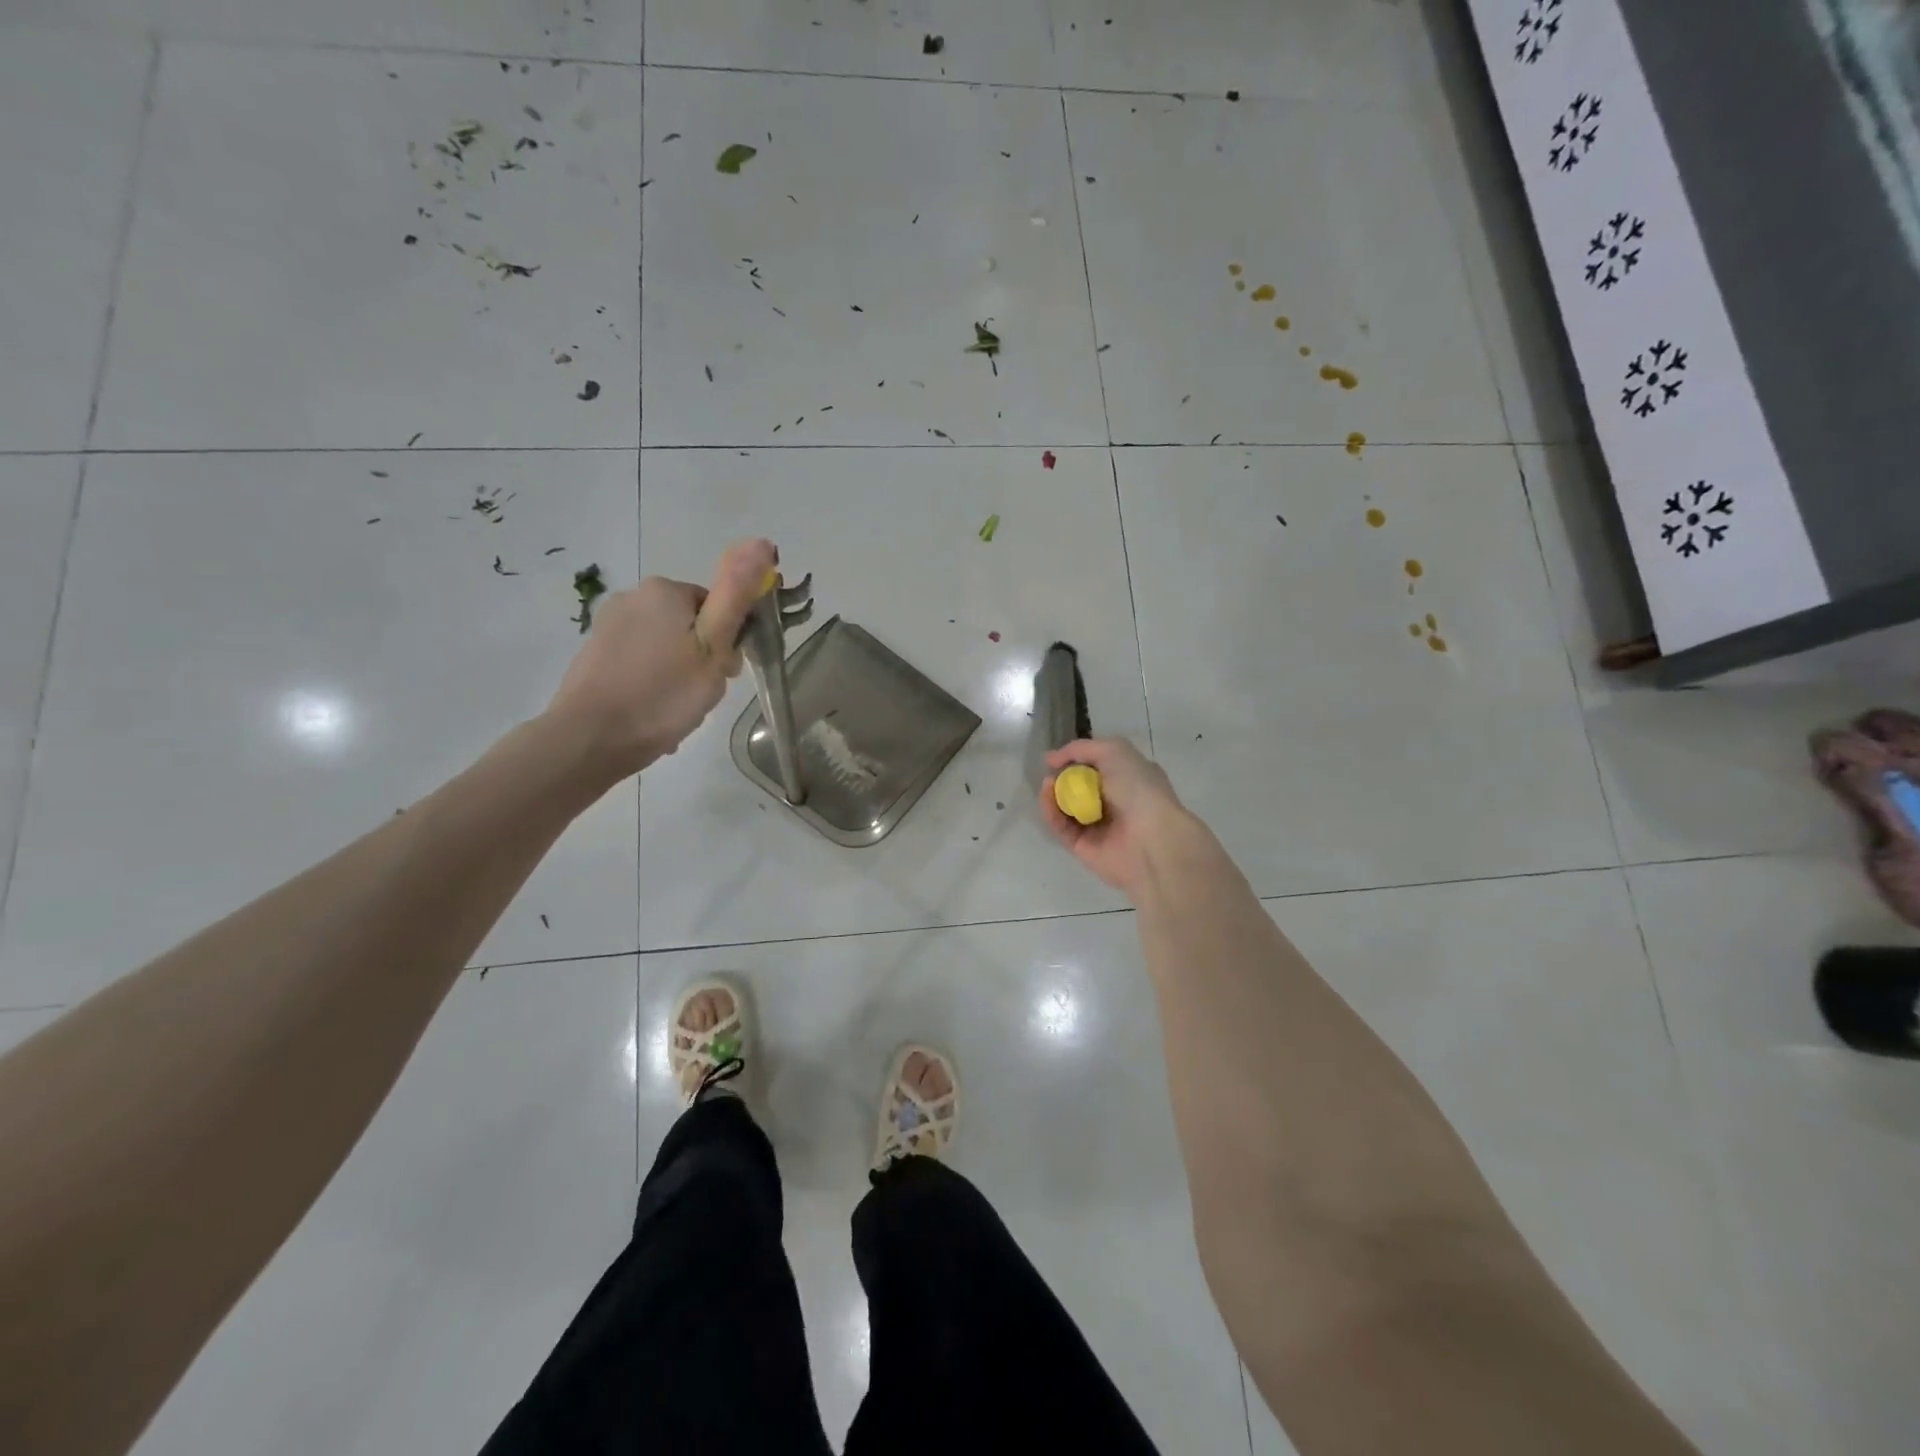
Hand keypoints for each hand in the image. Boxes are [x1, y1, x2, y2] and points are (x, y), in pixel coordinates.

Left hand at [544, 538, 777, 780]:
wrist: (589, 739)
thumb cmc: (662, 695)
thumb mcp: (713, 647)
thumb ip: (736, 594)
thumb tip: (761, 541)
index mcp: (666, 590)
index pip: (718, 608)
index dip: (728, 644)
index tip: (723, 675)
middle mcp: (633, 596)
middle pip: (691, 626)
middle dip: (702, 659)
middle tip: (699, 695)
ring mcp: (609, 625)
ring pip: (666, 648)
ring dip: (679, 676)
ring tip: (676, 711)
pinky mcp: (595, 653)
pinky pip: (641, 664)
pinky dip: (653, 685)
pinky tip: (652, 714)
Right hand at [1039, 738, 1197, 897]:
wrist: (1151, 839)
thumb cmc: (1139, 789)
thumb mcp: (1114, 751)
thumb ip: (1081, 749)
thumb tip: (1051, 759)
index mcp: (1128, 779)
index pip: (1096, 766)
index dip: (1076, 759)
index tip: (1057, 757)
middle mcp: (1113, 802)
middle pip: (1077, 787)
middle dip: (1062, 777)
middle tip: (1051, 772)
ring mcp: (1097, 826)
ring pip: (1065, 807)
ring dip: (1053, 794)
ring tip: (1047, 784)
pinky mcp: (1082, 846)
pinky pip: (1060, 827)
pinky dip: (1051, 812)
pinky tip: (1047, 798)